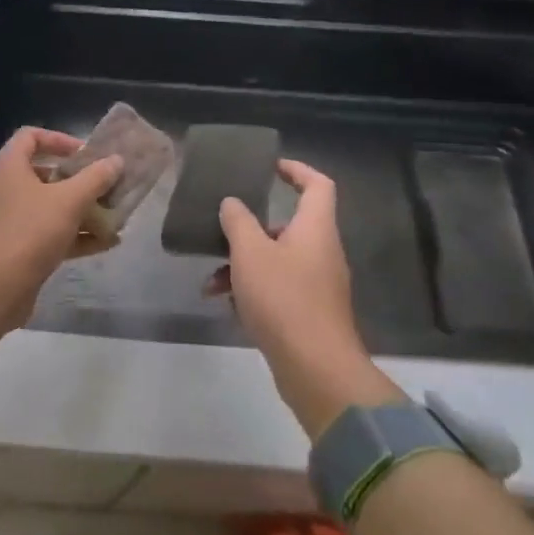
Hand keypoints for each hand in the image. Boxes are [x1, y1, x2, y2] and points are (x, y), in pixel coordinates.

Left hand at [0, 127, 121, 342]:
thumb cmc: (29, 231)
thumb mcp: (68, 201)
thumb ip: (95, 178)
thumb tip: (116, 160)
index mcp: (9, 166)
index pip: (31, 136)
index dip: (60, 139)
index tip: (87, 153)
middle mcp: (5, 187)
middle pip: (44, 172)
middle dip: (78, 179)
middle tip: (105, 184)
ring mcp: (10, 218)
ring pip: (49, 205)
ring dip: (81, 209)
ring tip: (114, 214)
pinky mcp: (17, 246)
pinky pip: (49, 233)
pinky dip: (75, 235)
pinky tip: (106, 243)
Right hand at [218, 159, 404, 436]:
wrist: (316, 368)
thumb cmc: (284, 298)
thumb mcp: (250, 253)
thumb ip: (239, 221)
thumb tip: (233, 203)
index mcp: (316, 229)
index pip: (318, 185)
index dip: (296, 170)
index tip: (270, 167)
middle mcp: (322, 252)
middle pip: (290, 225)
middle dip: (252, 228)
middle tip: (224, 230)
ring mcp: (318, 284)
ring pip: (277, 260)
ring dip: (243, 265)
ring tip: (211, 282)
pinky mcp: (309, 312)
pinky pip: (277, 288)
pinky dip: (252, 290)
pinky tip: (224, 304)